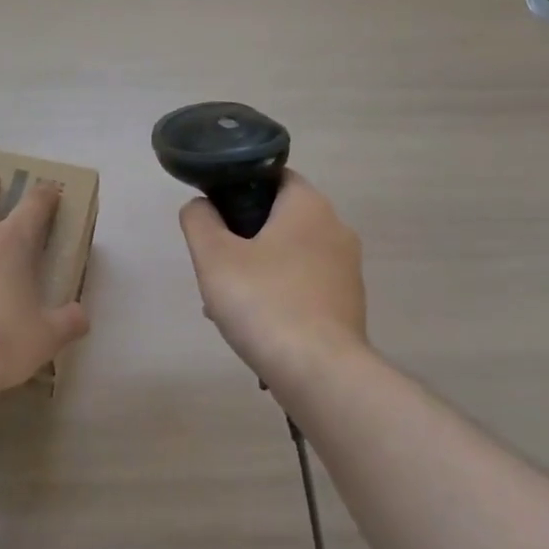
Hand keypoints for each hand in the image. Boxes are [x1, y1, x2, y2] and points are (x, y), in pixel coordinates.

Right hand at [178, 171, 369, 381]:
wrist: (319, 371)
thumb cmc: (263, 302)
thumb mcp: (214, 257)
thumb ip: (199, 220)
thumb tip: (201, 206)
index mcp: (309, 206)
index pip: (274, 177)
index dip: (240, 190)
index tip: (215, 219)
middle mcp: (336, 229)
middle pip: (280, 220)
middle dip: (244, 241)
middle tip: (216, 268)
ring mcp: (347, 270)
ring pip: (291, 258)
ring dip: (258, 273)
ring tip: (226, 307)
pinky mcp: (348, 305)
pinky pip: (305, 288)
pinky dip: (280, 297)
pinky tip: (256, 327)